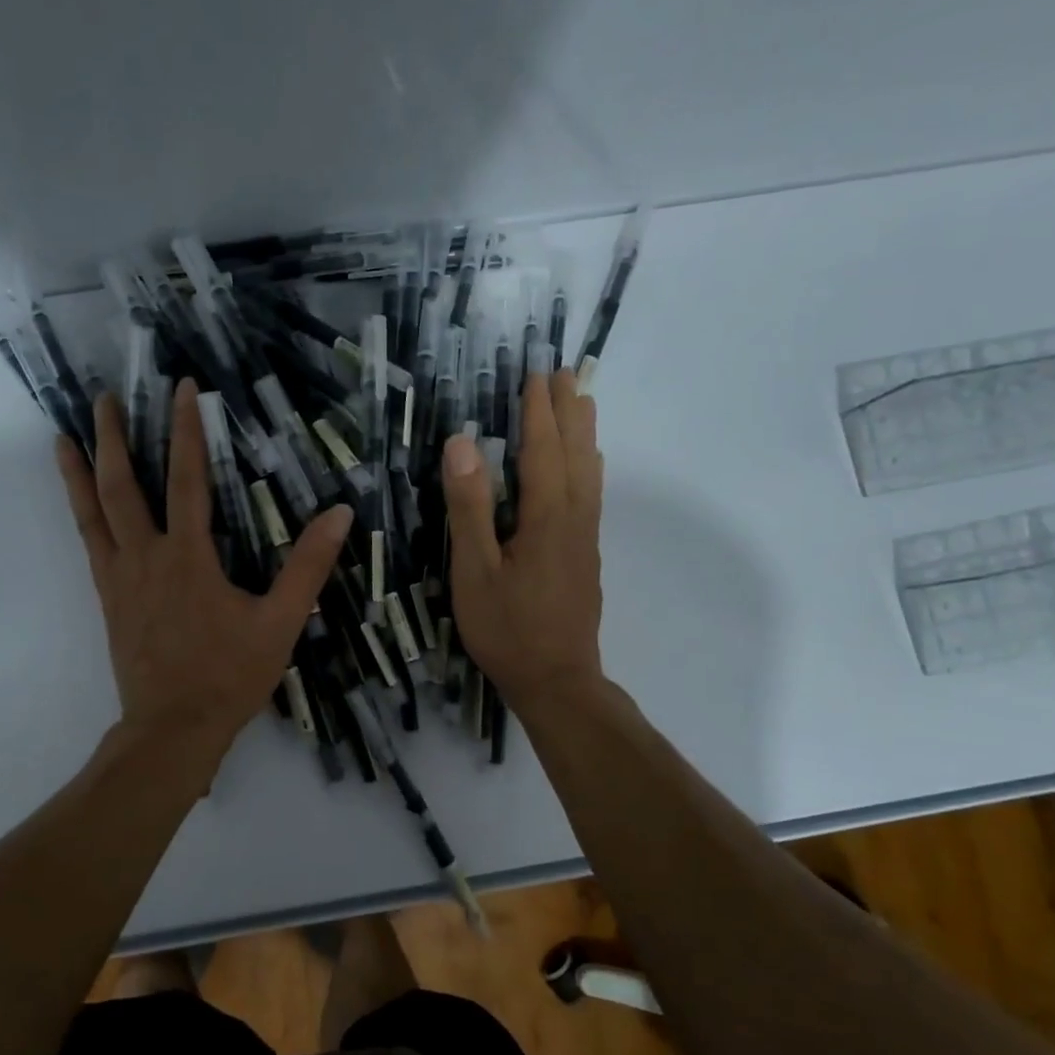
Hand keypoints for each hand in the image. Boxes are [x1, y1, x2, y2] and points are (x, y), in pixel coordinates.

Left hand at [56, 378, 352, 764]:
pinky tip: (80, 502)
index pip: (188, 479)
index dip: (186, 430)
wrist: (173, 728)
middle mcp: (146, 557)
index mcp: (189, 557)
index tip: (183, 389)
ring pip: (93, 513)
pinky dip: (80, 513)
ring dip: (81, 471)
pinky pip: (90, 544)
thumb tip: (339, 514)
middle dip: (114, 438)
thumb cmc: (229, 675)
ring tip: (64, 437)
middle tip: (103, 397)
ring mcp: (120, 578)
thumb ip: (308, 567)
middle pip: (123, 486)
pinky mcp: (108, 598)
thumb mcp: (280, 622)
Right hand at [441, 369, 604, 714]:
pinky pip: (591, 494)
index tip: (537, 374)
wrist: (557, 681)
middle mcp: (574, 518)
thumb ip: (470, 506)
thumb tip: (463, 443)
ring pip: (590, 473)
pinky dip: (588, 466)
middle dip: (568, 411)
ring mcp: (585, 538)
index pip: (543, 450)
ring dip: (584, 434)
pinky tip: (586, 468)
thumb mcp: (474, 570)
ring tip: (583, 403)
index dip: (538, 412)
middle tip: (565, 374)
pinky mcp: (586, 556)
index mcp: (546, 517)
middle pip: (575, 453)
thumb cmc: (507, 628)